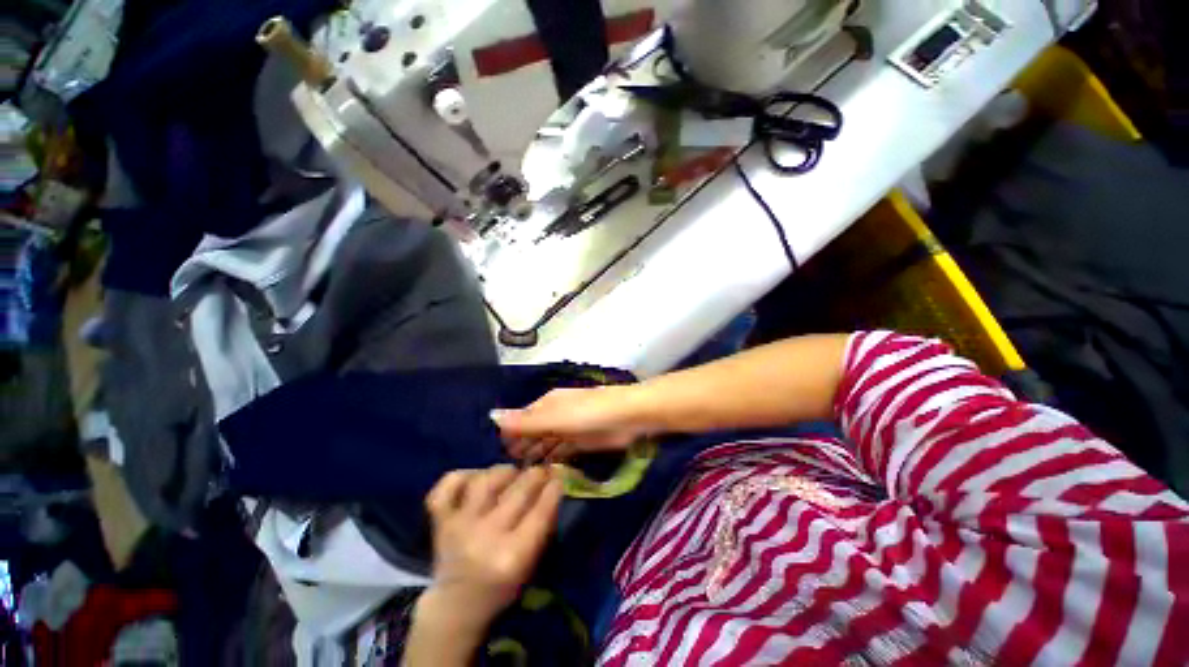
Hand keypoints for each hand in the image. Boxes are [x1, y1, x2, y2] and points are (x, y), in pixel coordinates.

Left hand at [418, 465, 562, 639]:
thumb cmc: (500, 587)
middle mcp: (485, 537)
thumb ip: (542, 528)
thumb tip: (553, 490)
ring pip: (485, 481)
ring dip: (504, 472)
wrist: (454, 606)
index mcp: (511, 556)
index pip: (540, 511)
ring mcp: (459, 526)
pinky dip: (461, 475)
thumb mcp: (530, 565)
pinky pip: (447, 487)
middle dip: (536, 475)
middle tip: (541, 471)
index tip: (559, 478)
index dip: (553, 489)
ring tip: (512, 473)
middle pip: (517, 492)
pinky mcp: (440, 521)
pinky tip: (477, 476)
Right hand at [493, 385, 649, 461]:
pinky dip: (553, 462)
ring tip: (522, 480)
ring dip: (536, 458)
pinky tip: (544, 475)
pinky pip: (562, 452)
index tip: (497, 457)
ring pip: (547, 444)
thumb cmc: (588, 412)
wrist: (627, 417)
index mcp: (547, 404)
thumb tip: (491, 416)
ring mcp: (569, 430)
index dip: (510, 436)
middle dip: (522, 449)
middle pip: (534, 433)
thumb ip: (525, 421)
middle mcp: (556, 415)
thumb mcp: (554, 416)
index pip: (522, 420)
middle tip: (507, 475)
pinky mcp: (582, 443)